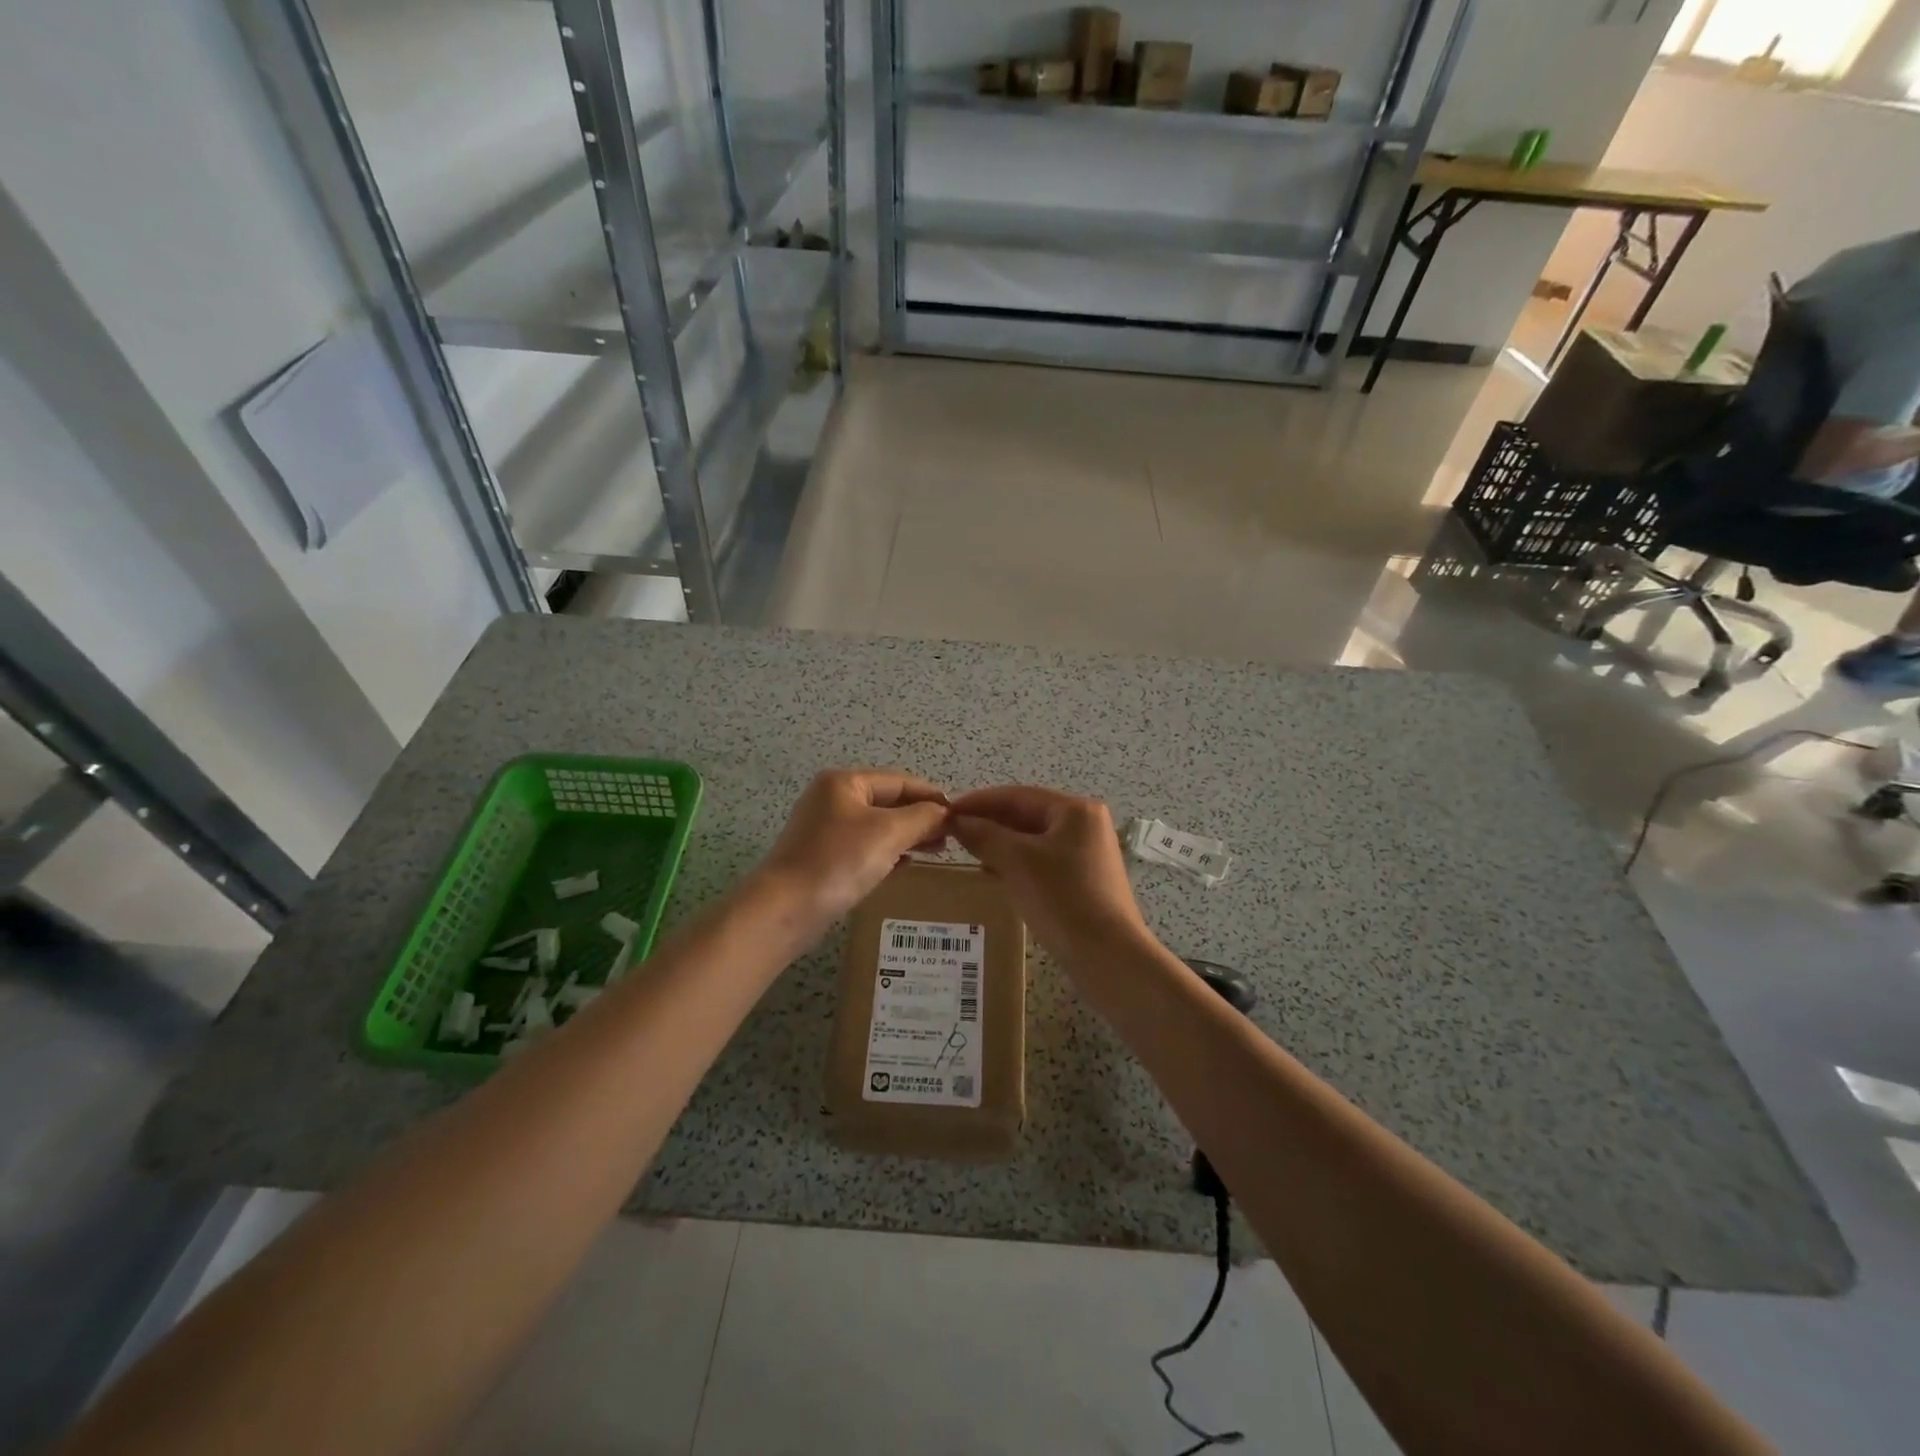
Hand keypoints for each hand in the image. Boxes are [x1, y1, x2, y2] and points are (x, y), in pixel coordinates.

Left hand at [754, 768, 949, 931]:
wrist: (784, 910)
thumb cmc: (838, 862)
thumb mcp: (888, 833)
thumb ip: (922, 818)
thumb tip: (945, 812)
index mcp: (845, 782)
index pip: (900, 781)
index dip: (932, 796)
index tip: (960, 816)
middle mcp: (832, 798)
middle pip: (888, 801)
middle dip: (920, 817)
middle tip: (950, 838)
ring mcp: (824, 828)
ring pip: (877, 825)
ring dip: (906, 835)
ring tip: (934, 851)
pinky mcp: (822, 856)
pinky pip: (864, 846)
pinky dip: (887, 852)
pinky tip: (905, 865)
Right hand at [948, 786, 1148, 957]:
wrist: (1108, 957)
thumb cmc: (1062, 899)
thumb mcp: (1016, 862)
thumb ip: (984, 835)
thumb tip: (956, 820)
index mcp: (1075, 810)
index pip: (1017, 796)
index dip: (979, 801)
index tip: (946, 811)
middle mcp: (1086, 824)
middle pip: (1027, 815)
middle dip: (990, 823)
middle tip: (953, 832)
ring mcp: (1088, 853)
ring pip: (1034, 839)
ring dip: (1001, 843)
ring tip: (969, 852)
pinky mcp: (1086, 880)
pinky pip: (1043, 861)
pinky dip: (1018, 863)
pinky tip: (995, 874)